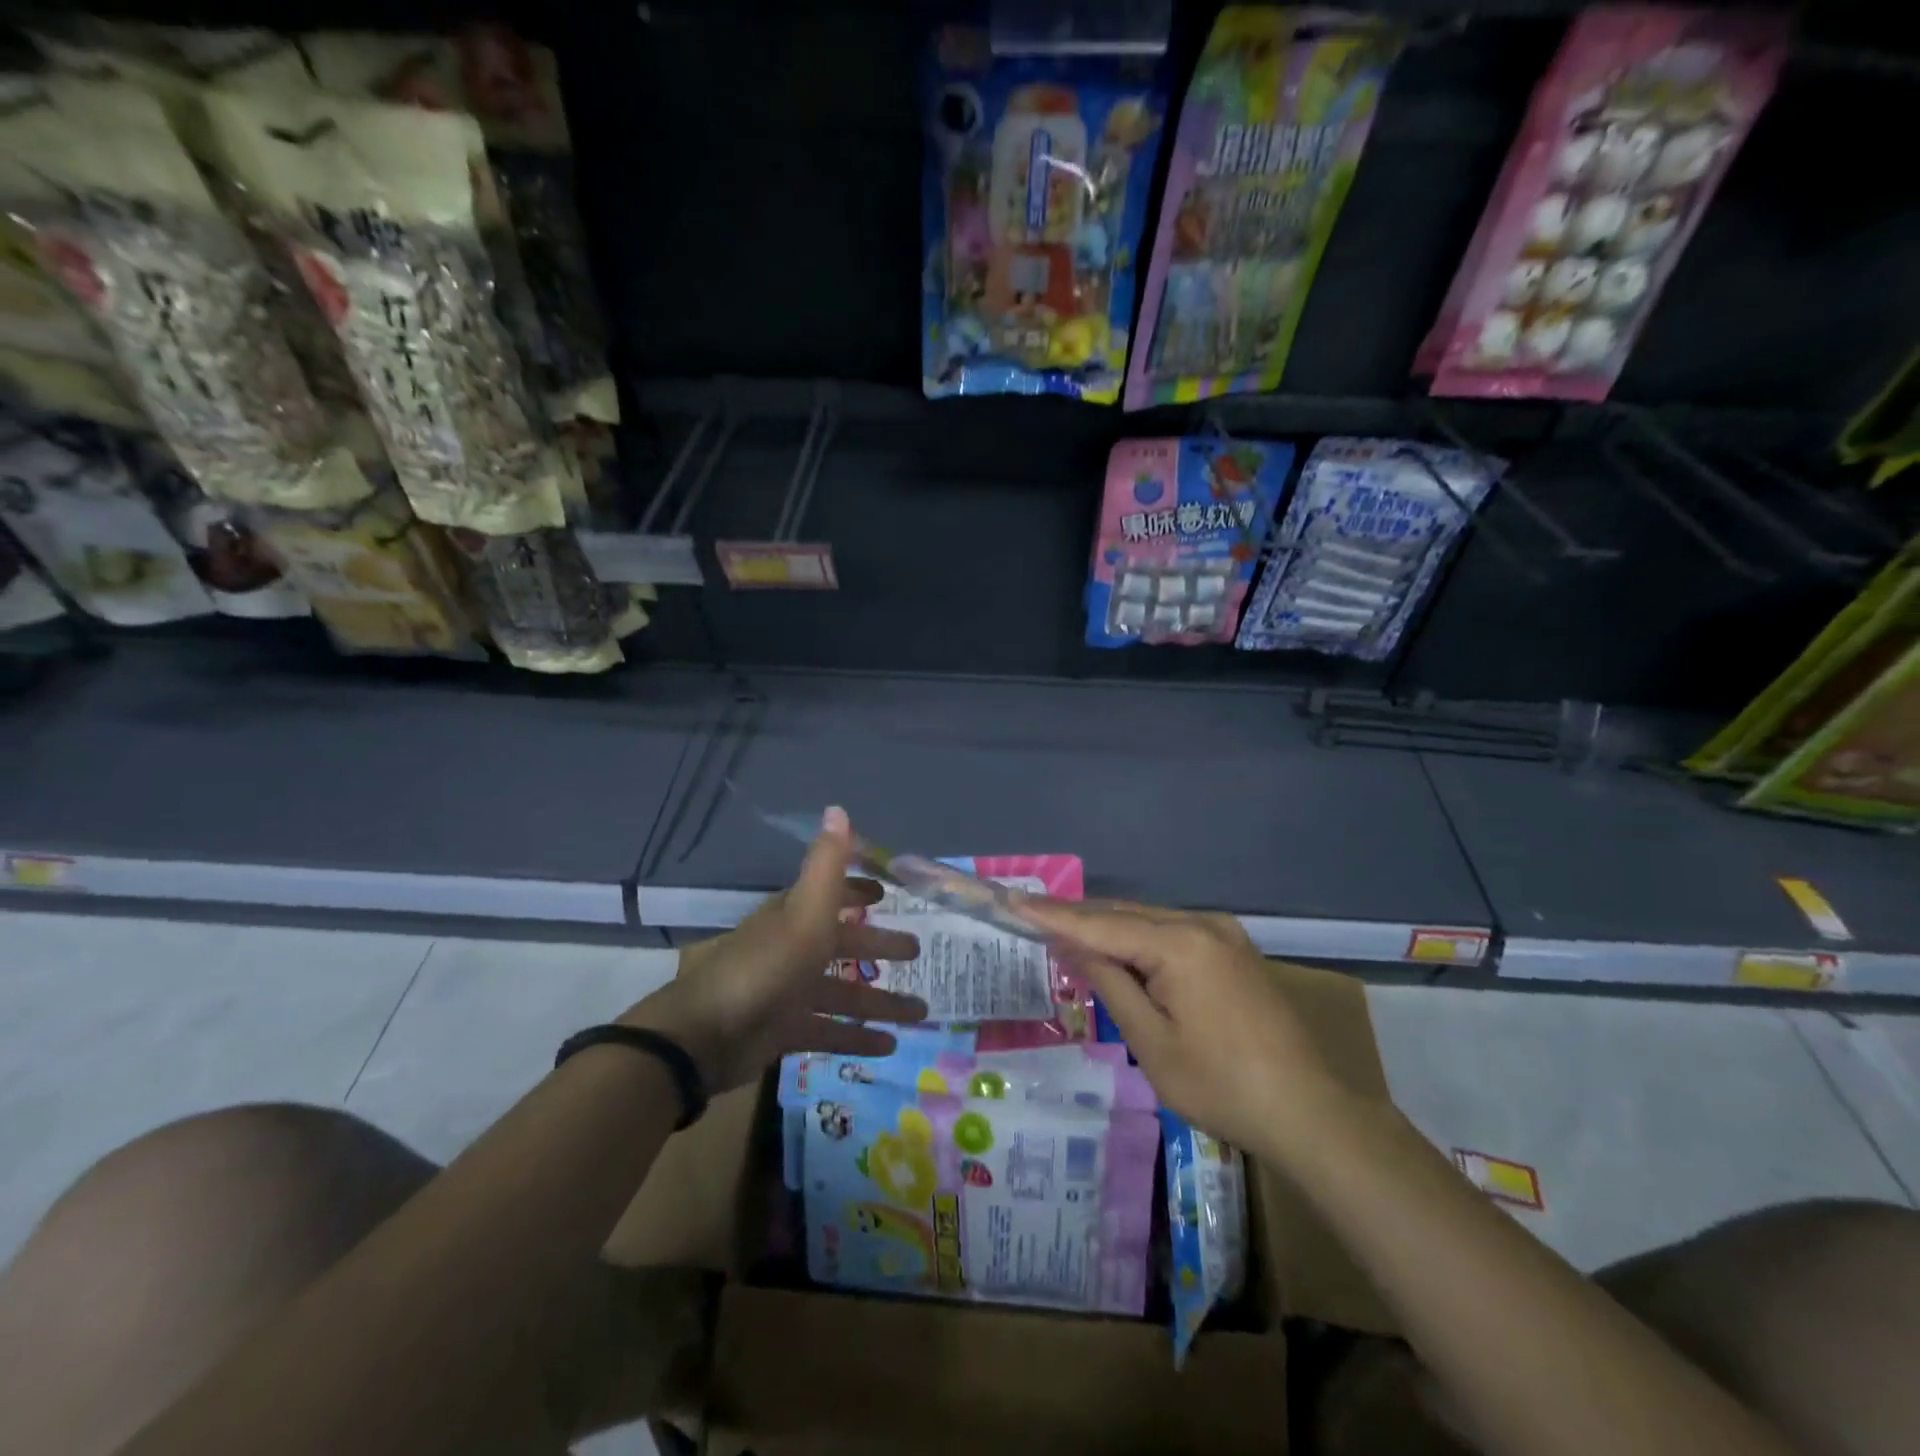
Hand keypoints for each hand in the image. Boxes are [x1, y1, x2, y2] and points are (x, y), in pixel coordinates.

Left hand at [622, 807, 927, 1092]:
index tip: (887, 894)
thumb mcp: (805, 913)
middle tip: (916, 951)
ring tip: (920, 1011)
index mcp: (795, 917)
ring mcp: (788, 992)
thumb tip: (838, 808)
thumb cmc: (765, 967)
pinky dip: (857, 1037)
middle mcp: (793, 949)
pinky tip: (889, 1047)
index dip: (857, 892)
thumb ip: (827, 865)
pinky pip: (829, 1030)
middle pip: (844, 944)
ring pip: (843, 992)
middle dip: (879, 945)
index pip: (831, 896)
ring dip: (880, 1001)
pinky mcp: (784, 1031)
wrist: (706, 1034)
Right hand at [1016, 897, 1349, 1156]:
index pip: (1102, 924)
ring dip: (1107, 928)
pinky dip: (1137, 939)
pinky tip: (1114, 948)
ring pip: (1148, 921)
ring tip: (1061, 932)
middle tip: (1029, 915)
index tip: (1014, 901)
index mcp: (1181, 944)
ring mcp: (1222, 935)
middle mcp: (1202, 925)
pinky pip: (1171, 934)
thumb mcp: (1153, 1042)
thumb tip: (1074, 947)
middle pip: (1125, 914)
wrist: (1311, 1112)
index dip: (1054, 915)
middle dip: (1078, 918)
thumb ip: (1111, 984)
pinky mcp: (1232, 950)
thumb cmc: (1223, 1085)